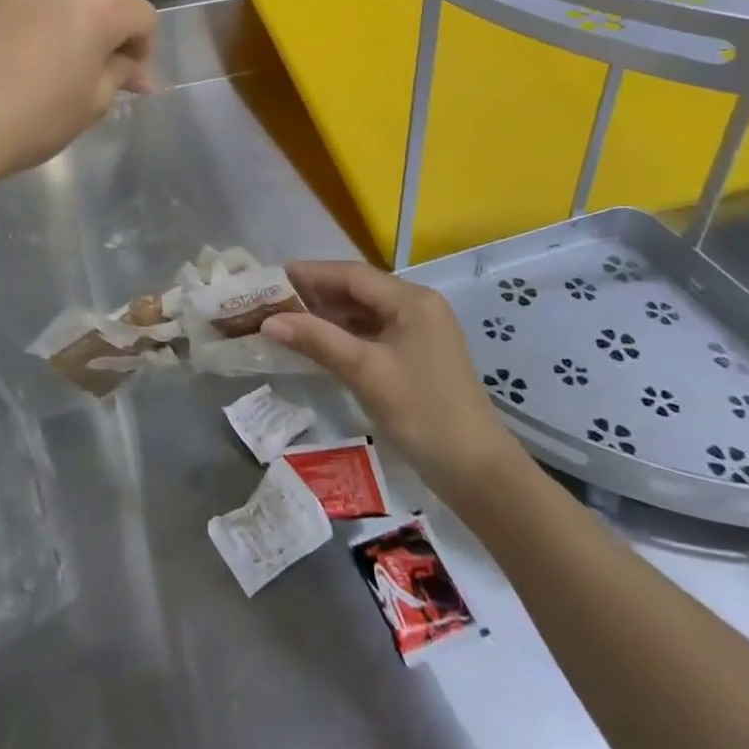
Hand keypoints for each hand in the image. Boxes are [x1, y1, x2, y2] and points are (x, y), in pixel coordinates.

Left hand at [0, 0, 156, 192]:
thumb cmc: (29, 122)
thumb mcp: (92, 106)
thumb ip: (121, 73)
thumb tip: (138, 69)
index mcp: (105, 7)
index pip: (140, 17)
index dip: (138, 48)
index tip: (125, 76)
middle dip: (103, 28)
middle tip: (85, 68)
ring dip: (65, 0)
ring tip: (48, 38)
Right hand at [264, 261, 528, 497]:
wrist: (479, 474)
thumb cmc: (424, 414)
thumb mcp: (366, 373)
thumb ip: (318, 341)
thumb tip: (269, 321)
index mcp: (412, 300)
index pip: (352, 274)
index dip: (310, 274)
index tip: (271, 278)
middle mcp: (417, 306)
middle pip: (357, 290)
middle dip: (315, 294)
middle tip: (271, 300)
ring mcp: (418, 332)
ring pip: (363, 312)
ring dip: (327, 315)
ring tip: (285, 320)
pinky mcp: (416, 356)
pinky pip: (372, 334)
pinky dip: (344, 335)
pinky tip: (316, 343)